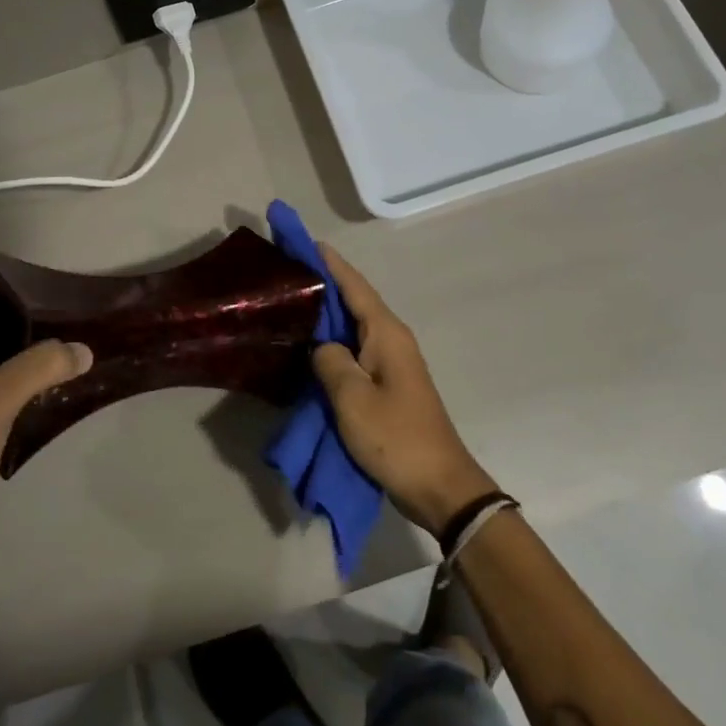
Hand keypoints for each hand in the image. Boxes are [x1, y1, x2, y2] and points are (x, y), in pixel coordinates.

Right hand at [311, 245, 497, 536]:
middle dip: (322, 283)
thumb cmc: (397, 437)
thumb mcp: (352, 398)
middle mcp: (390, 339)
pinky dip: (331, 343)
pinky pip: (354, 351)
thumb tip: (320, 346)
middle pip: (352, 301)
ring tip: (290, 302)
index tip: (302, 239)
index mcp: (386, 333)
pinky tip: (308, 347)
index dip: (328, 261)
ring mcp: (390, 362)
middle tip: (285, 270)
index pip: (353, 285)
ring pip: (351, 327)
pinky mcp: (386, 385)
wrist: (439, 486)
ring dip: (324, 314)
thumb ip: (330, 361)